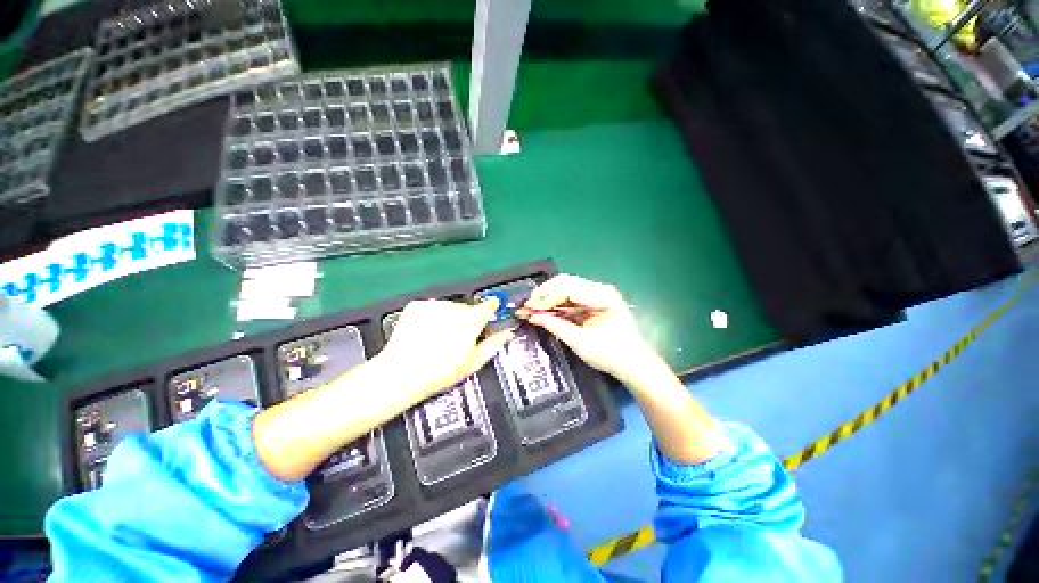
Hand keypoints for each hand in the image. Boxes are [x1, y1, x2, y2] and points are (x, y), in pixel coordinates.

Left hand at [376, 298, 512, 400]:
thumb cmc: (439, 372)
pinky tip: (426, 333)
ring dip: (449, 318)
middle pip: (468, 309)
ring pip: (449, 308)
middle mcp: (455, 308)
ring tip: (439, 339)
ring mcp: (435, 305)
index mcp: (472, 320)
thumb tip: (507, 334)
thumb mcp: (473, 363)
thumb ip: (494, 344)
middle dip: (467, 320)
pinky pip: (431, 308)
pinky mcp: (417, 306)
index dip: (492, 308)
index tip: (492, 310)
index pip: (489, 305)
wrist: (402, 373)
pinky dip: (431, 317)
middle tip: (459, 340)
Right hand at [518, 274, 656, 383]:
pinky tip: (546, 312)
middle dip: (544, 294)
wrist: (636, 365)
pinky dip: (557, 305)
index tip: (528, 310)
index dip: (545, 298)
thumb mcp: (580, 342)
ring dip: (549, 299)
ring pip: (566, 288)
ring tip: (532, 309)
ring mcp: (598, 294)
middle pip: (565, 283)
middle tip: (527, 307)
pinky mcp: (595, 302)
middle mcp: (600, 289)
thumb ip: (555, 326)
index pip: (566, 288)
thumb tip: (532, 317)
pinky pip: (571, 298)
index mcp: (601, 296)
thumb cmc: (611, 355)